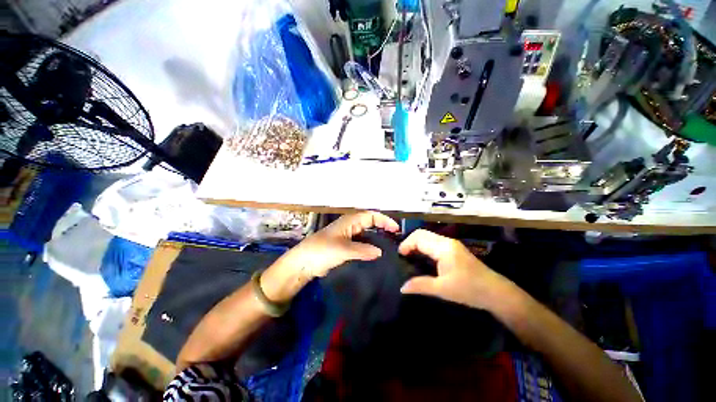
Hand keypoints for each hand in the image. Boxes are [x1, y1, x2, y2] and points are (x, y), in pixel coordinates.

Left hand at [261, 211, 399, 301]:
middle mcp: (349, 226)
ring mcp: (346, 236)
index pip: (371, 215)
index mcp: (350, 221)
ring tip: (388, 247)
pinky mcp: (343, 246)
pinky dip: (369, 246)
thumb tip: (380, 252)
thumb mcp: (344, 250)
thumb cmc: (322, 251)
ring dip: (376, 237)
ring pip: (365, 233)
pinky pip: (360, 243)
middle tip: (394, 238)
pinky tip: (373, 255)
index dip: (384, 220)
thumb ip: (363, 250)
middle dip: (382, 227)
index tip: (395, 229)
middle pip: (369, 223)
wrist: (302, 263)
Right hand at [398, 229, 513, 310]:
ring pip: (428, 237)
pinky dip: (424, 247)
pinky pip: (433, 242)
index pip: (419, 237)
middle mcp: (446, 241)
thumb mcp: (443, 289)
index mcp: (443, 247)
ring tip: (409, 257)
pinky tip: (421, 258)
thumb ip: (420, 285)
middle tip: (403, 256)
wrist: (496, 293)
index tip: (400, 256)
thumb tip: (402, 287)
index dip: (406, 244)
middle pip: (422, 234)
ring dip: (417, 244)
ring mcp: (451, 244)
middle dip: (410, 242)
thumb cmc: (470, 290)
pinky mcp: (454, 249)